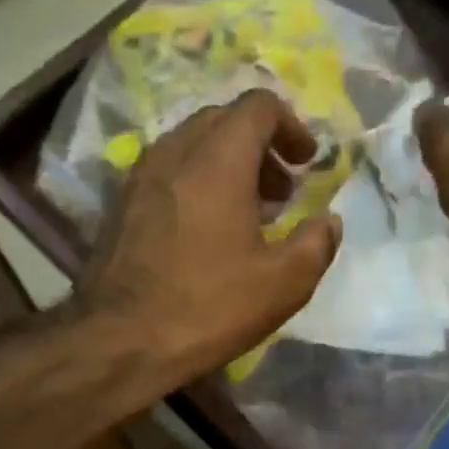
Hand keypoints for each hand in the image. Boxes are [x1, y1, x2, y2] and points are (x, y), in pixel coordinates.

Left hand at [77, 89, 341, 384]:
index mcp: (218, 159)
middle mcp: (174, 152)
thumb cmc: (207, 308)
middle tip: (281, 191)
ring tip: (247, 213)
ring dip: (225, 165)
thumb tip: (328, 221)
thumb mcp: (282, 285)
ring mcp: (139, 178)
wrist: (119, 342)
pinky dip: (194, 184)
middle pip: (223, 121)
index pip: (258, 106)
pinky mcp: (119, 206)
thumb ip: (316, 244)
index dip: (291, 126)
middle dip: (260, 146)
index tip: (306, 164)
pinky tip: (205, 231)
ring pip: (190, 146)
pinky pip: (166, 174)